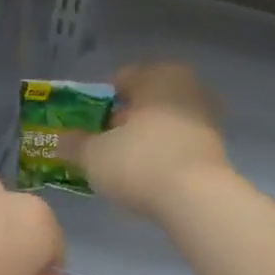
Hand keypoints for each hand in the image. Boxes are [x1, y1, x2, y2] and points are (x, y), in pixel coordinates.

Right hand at [69, 63, 229, 218]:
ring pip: (165, 121)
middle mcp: (186, 86)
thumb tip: (58, 140)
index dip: (100, 102)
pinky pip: (179, 142)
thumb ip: (74, 145)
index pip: (121, 79)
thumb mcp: (94, 155)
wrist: (196, 199)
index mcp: (157, 75)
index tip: (87, 125)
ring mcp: (207, 116)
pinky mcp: (217, 146)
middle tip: (105, 142)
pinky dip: (164, 152)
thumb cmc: (139, 162)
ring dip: (146, 136)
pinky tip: (150, 175)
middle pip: (146, 99)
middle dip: (125, 118)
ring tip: (125, 163)